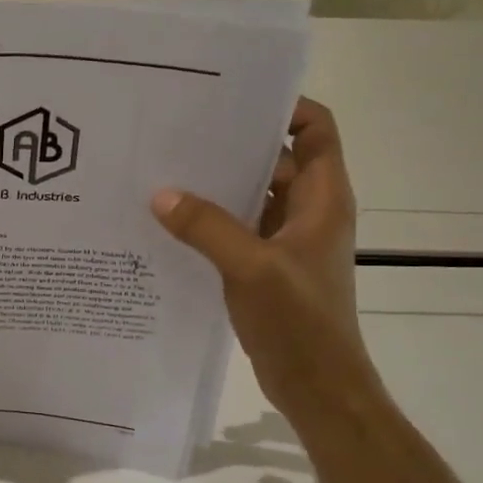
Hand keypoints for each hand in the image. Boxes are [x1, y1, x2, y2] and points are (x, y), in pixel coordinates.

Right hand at [150, 98, 374, 420]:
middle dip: (233, 142)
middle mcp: (307, 210)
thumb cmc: (301, 321)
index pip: (315, 130)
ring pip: (251, 194)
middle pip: (275, 158)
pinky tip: (169, 219)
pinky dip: (209, 219)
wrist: (318, 386)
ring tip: (165, 167)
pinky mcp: (264, 265)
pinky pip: (235, 227)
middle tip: (180, 129)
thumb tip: (160, 194)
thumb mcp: (252, 268)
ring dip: (216, 183)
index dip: (285, 106)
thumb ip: (207, 227)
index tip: (235, 96)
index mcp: (322, 198)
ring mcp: (285, 239)